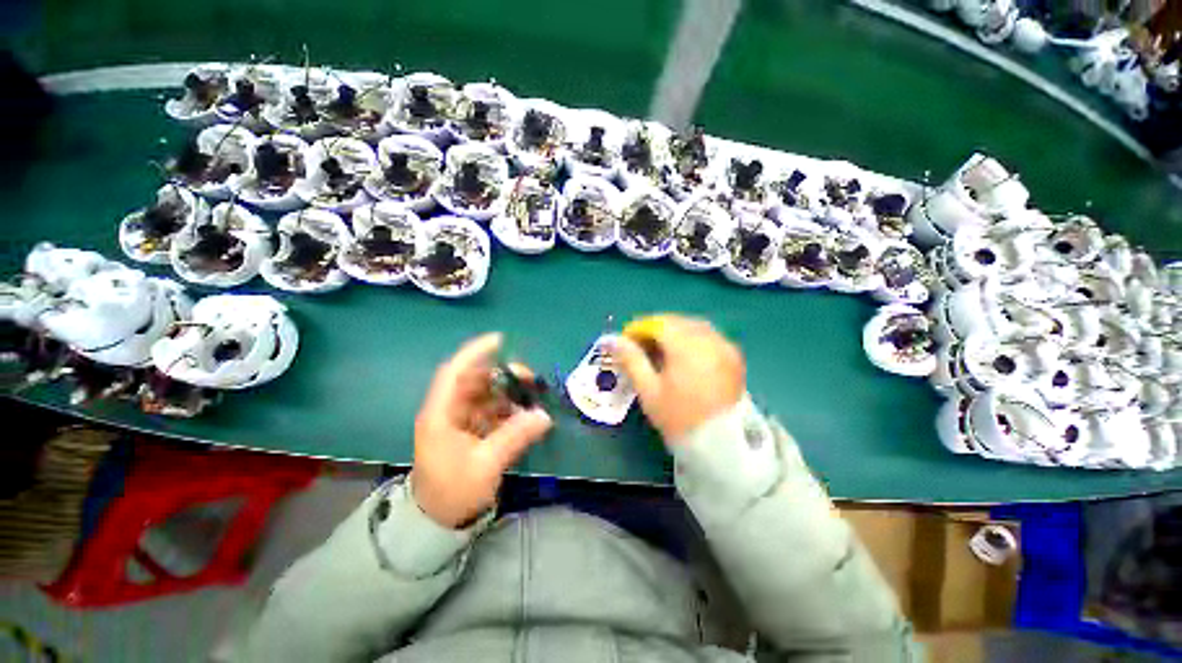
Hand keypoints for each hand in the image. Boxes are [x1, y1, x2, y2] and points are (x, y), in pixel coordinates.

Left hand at [412, 333, 551, 528]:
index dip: (475, 353)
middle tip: (529, 377)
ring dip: (507, 391)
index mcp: (440, 415)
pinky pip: (490, 410)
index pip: (455, 372)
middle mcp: (448, 412)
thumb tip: (544, 415)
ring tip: (531, 394)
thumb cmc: (453, 493)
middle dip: (501, 374)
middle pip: (474, 381)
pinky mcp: (469, 431)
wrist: (437, 522)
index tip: (500, 340)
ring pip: (484, 394)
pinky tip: (524, 413)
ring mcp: (459, 421)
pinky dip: (507, 408)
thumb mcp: (485, 465)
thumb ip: (515, 437)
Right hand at [611, 315, 745, 442]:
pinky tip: (684, 355)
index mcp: (687, 347)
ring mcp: (725, 346)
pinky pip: (709, 336)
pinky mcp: (734, 356)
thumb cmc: (678, 418)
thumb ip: (631, 360)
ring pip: (693, 326)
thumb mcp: (649, 390)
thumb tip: (611, 340)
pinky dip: (692, 338)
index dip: (639, 329)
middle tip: (641, 347)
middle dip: (656, 329)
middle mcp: (709, 339)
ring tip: (661, 350)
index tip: (626, 341)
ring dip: (674, 332)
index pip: (658, 323)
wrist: (721, 445)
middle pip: (677, 322)